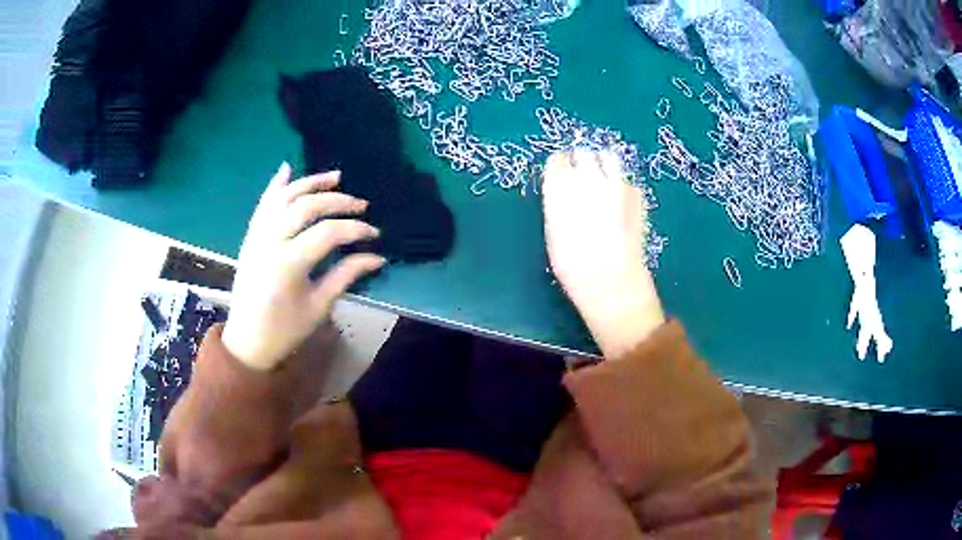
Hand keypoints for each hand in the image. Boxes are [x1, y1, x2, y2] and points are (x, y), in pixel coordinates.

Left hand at [222, 162, 385, 370]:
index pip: (327, 233)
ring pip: (283, 198)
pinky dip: (276, 186)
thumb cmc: (284, 330)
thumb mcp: (319, 306)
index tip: (374, 233)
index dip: (354, 229)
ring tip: (335, 176)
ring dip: (310, 183)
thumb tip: (377, 257)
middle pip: (306, 207)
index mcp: (287, 265)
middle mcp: (269, 243)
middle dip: (337, 201)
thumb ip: (346, 275)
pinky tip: (288, 169)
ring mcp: (256, 237)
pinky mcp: (250, 237)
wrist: (246, 341)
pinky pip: (263, 205)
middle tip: (361, 204)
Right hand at [542, 150, 664, 357]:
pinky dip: (623, 187)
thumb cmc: (572, 263)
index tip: (563, 172)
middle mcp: (587, 176)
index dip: (561, 166)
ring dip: (604, 164)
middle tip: (584, 177)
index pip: (558, 159)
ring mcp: (615, 183)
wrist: (609, 278)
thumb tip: (564, 193)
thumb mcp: (553, 231)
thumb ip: (558, 204)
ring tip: (604, 180)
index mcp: (559, 185)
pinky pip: (628, 181)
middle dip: (583, 162)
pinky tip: (622, 204)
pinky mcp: (636, 194)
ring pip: (609, 157)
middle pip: (583, 153)